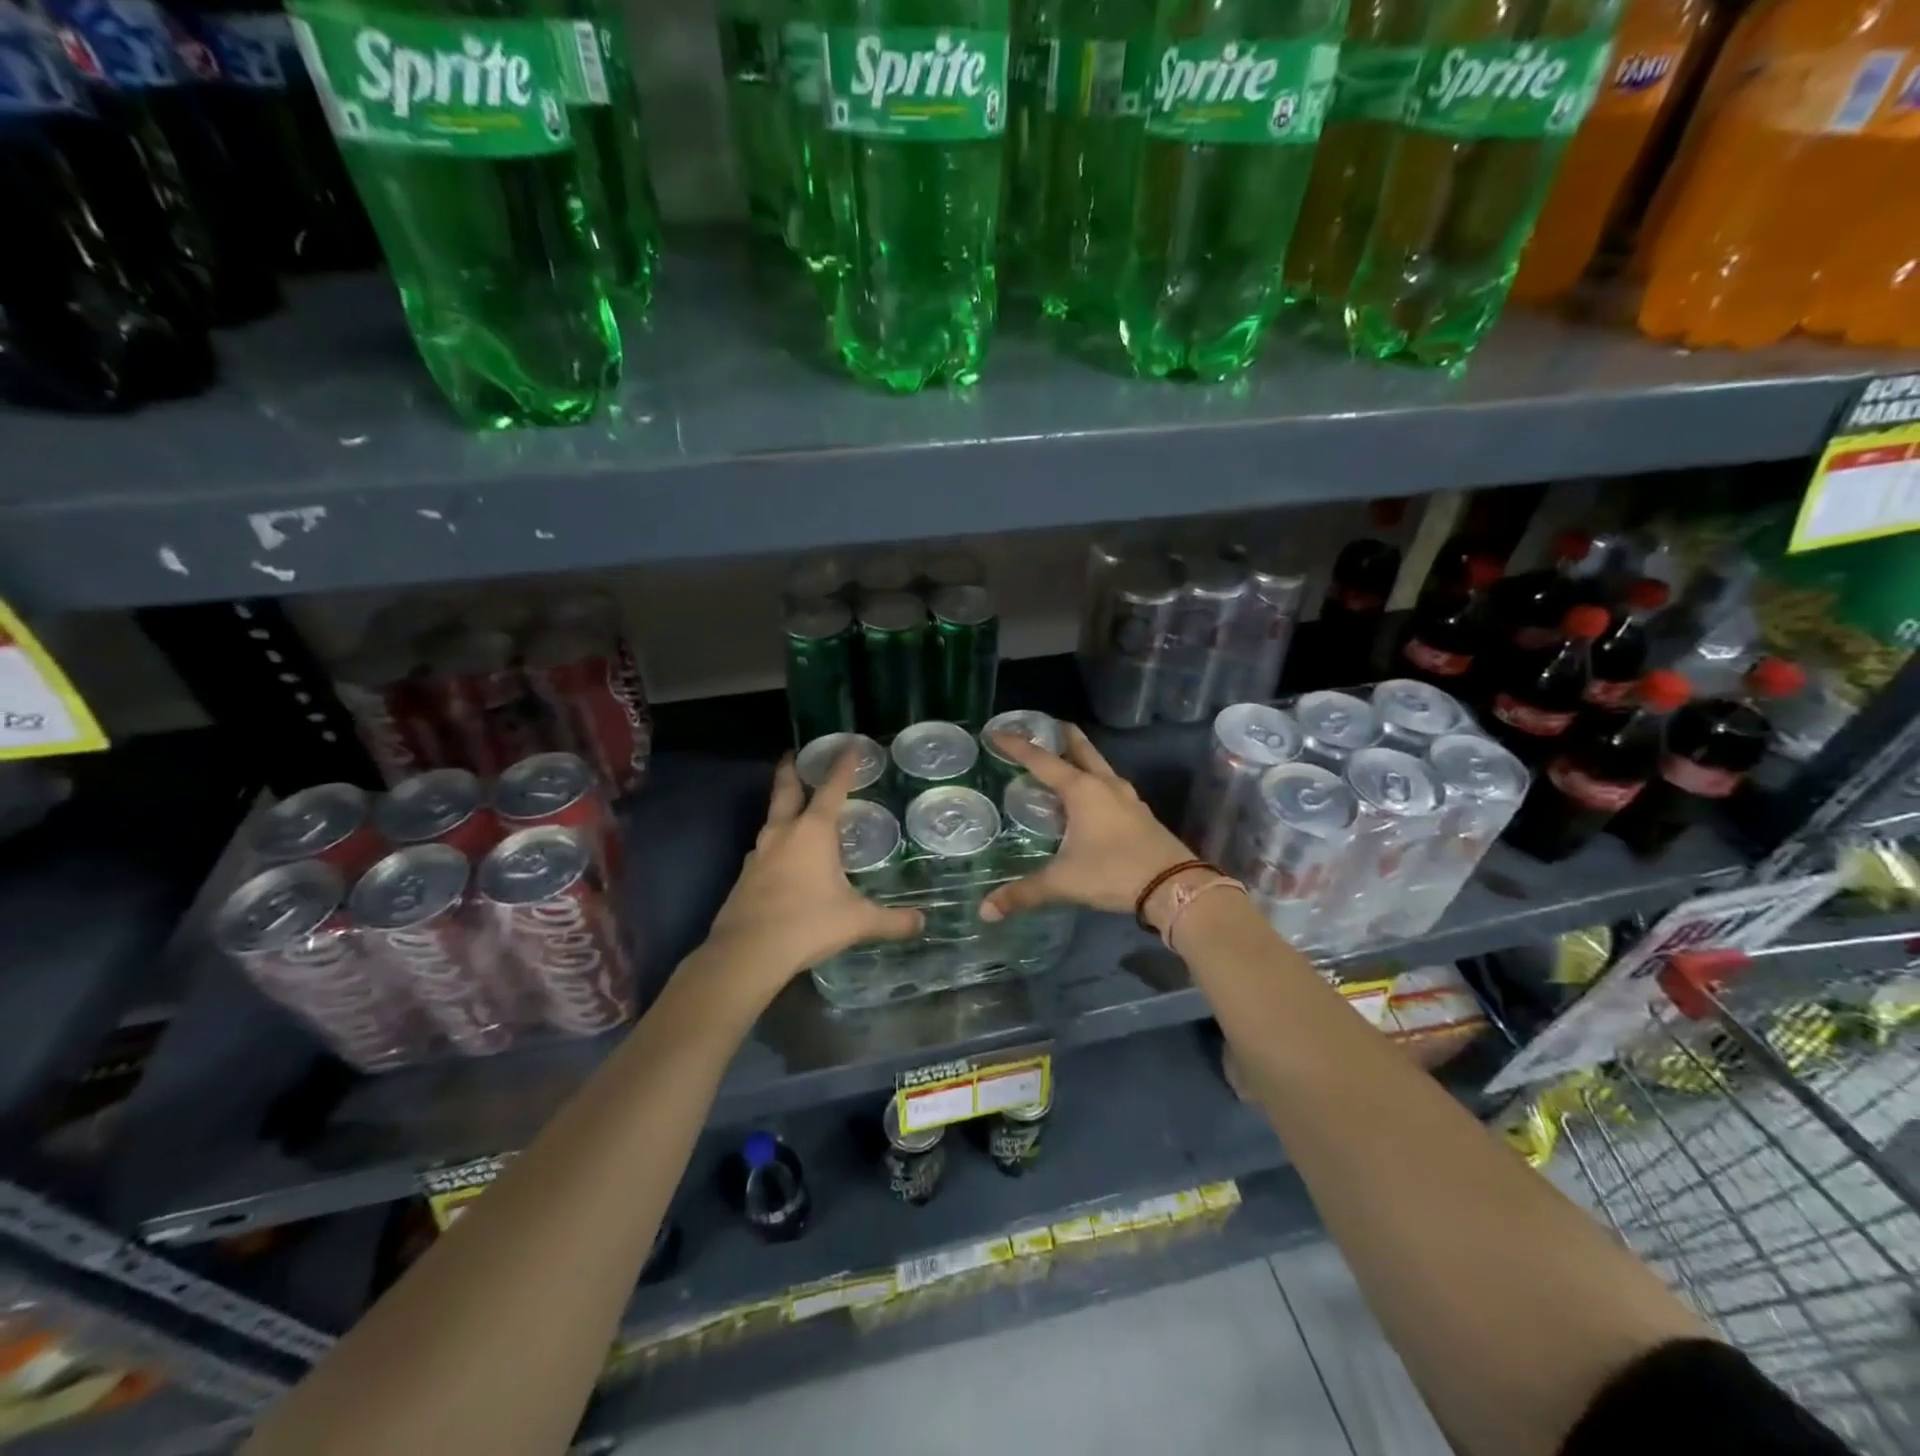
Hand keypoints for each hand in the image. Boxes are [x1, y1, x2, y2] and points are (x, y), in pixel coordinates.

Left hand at [700, 747, 921, 1002]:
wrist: (746, 953)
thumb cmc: (807, 924)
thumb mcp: (856, 921)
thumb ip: (891, 920)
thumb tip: (922, 923)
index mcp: (813, 832)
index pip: (832, 789)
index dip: (843, 766)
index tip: (850, 745)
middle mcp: (783, 833)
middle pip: (785, 790)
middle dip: (790, 770)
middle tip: (792, 754)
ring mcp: (758, 854)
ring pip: (772, 820)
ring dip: (782, 808)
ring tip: (794, 810)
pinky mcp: (744, 877)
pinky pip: (763, 850)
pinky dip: (776, 844)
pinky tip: (783, 859)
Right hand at [980, 724, 1193, 923]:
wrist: (1174, 886)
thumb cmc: (1114, 872)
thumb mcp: (1064, 882)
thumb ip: (1024, 893)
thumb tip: (986, 911)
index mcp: (1082, 790)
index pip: (1041, 760)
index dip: (1016, 745)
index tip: (996, 732)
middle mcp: (1105, 784)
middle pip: (1080, 747)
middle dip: (1059, 734)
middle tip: (1040, 727)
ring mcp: (1127, 797)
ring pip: (1098, 765)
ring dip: (1079, 757)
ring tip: (1059, 762)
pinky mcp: (1139, 812)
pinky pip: (1109, 786)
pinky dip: (1092, 781)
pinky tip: (1085, 799)